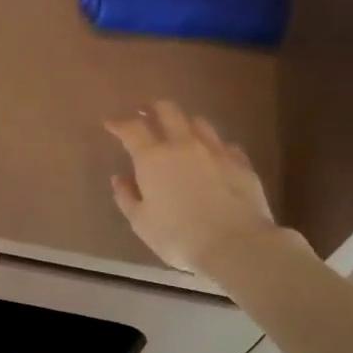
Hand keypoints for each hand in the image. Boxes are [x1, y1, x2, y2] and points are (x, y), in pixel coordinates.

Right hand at [107, 100, 300, 272]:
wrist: (235, 245)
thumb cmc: (178, 237)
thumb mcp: (141, 222)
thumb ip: (127, 197)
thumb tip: (120, 178)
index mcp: (153, 158)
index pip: (131, 129)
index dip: (119, 123)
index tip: (110, 123)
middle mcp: (184, 145)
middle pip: (168, 111)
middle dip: (154, 108)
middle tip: (146, 111)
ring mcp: (216, 151)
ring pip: (199, 123)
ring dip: (185, 124)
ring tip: (181, 132)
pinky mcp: (241, 163)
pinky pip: (224, 145)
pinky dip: (213, 147)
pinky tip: (213, 157)